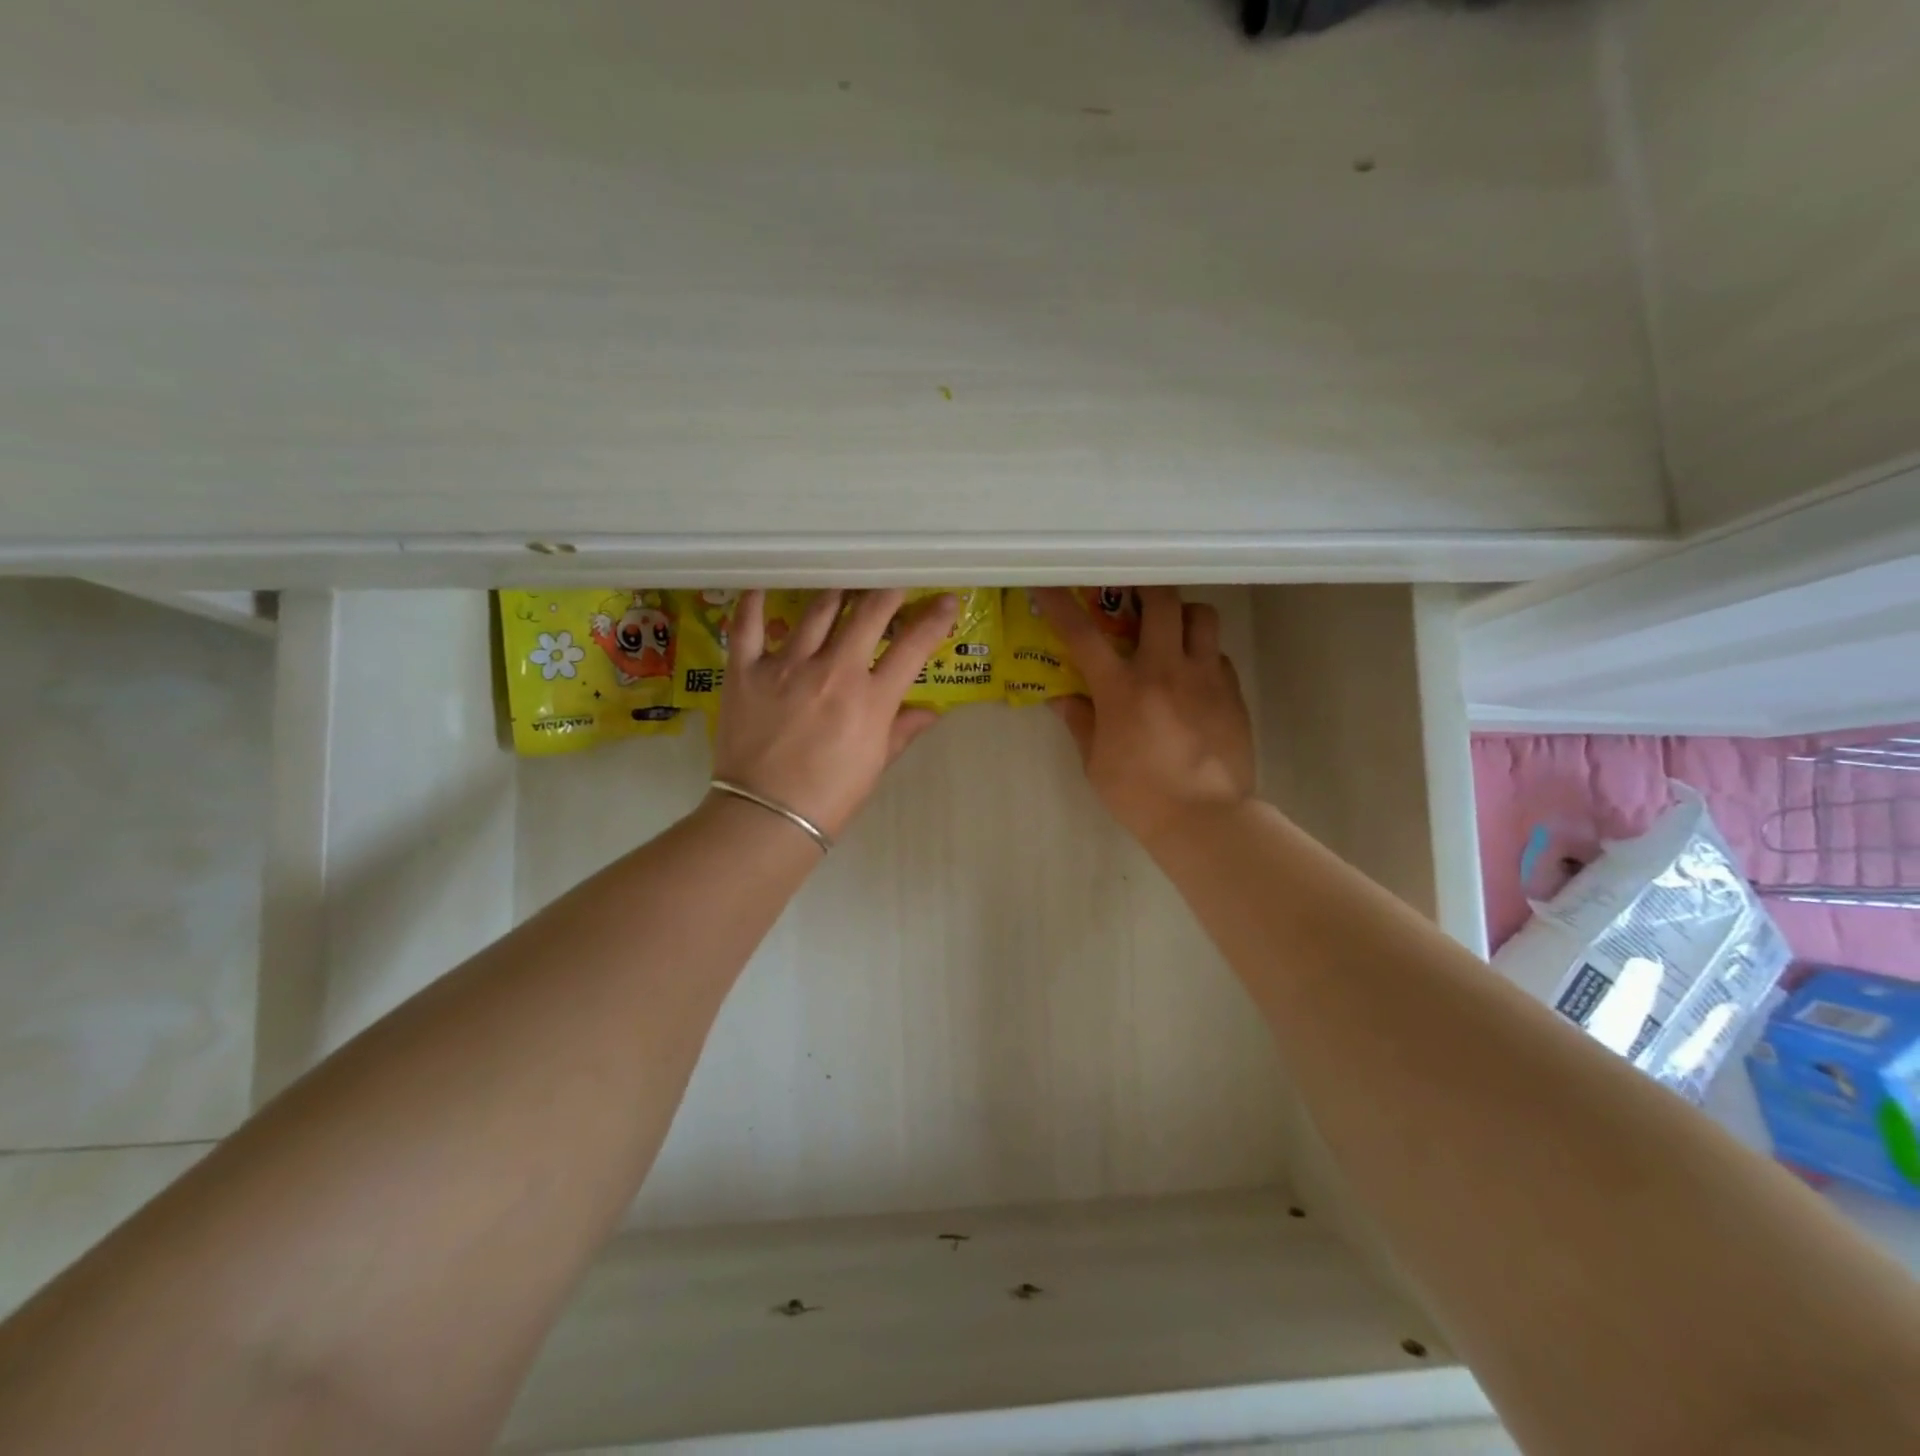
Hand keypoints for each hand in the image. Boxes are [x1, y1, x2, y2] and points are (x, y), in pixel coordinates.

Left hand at [712, 589, 957, 837]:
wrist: (766, 816)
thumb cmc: (830, 797)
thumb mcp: (875, 765)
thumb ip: (902, 730)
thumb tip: (931, 712)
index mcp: (871, 698)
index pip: (913, 646)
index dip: (935, 618)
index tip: (946, 601)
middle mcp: (833, 671)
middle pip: (869, 613)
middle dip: (887, 593)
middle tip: (892, 586)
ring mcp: (787, 666)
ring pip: (817, 610)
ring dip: (836, 593)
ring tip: (842, 587)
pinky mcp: (746, 670)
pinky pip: (747, 625)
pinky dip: (753, 602)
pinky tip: (761, 587)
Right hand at [1034, 586, 1255, 846]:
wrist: (1206, 819)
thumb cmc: (1140, 795)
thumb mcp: (1096, 763)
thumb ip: (1081, 722)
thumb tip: (1061, 698)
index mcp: (1122, 689)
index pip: (1083, 635)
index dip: (1061, 604)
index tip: (1049, 584)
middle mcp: (1165, 670)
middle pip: (1160, 600)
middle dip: (1144, 587)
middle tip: (1133, 594)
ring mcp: (1205, 677)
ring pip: (1201, 615)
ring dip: (1182, 614)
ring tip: (1171, 630)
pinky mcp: (1232, 691)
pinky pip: (1218, 653)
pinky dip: (1202, 653)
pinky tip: (1193, 675)